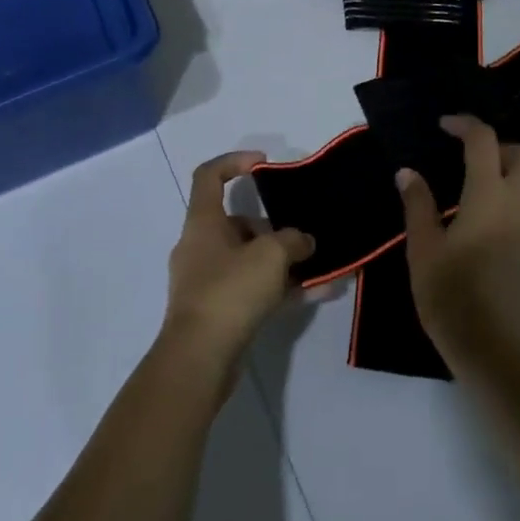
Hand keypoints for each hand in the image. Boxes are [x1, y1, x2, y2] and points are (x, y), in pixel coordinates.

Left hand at [162, 151, 314, 385]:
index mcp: (203, 222)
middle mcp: (200, 246)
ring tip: (320, 267)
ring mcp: (207, 280)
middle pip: (238, 222)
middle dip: (273, 228)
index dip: (235, 161)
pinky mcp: (218, 310)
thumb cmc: (230, 291)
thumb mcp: (271, 255)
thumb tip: (304, 241)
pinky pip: (253, 288)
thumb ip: (293, 240)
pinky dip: (281, 288)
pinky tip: (317, 293)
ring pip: (249, 259)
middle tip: (302, 236)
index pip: (209, 175)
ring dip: (283, 261)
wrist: (199, 359)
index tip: (264, 165)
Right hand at [397, 116, 519, 358]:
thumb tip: (407, 172)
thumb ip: (418, 204)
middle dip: (499, 144)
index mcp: (489, 195)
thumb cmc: (452, 297)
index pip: (483, 140)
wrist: (499, 350)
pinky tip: (503, 214)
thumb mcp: (423, 250)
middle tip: (470, 156)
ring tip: (489, 181)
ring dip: (518, 167)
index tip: (444, 126)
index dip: (464, 125)